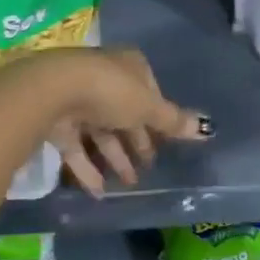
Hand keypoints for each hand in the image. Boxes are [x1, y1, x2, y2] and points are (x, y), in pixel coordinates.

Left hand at [0, 46, 208, 195]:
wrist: (53, 92)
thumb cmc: (110, 91)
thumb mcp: (148, 107)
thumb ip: (172, 121)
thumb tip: (207, 128)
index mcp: (129, 66)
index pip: (149, 90)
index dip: (158, 116)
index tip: (165, 141)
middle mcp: (104, 79)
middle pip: (125, 112)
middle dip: (137, 140)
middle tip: (149, 168)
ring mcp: (79, 99)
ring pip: (101, 131)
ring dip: (115, 158)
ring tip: (129, 185)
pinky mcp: (58, 121)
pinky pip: (77, 147)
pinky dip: (88, 168)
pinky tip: (99, 192)